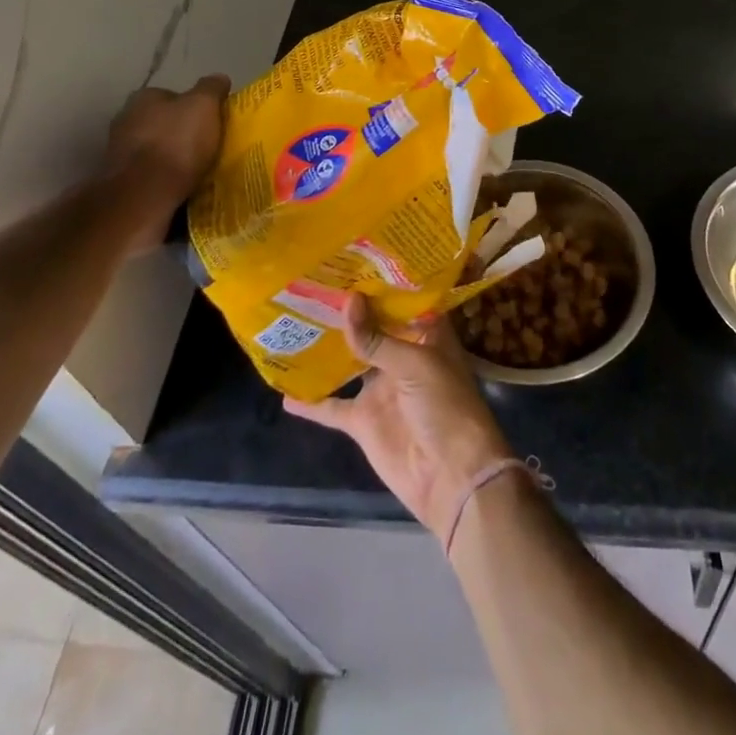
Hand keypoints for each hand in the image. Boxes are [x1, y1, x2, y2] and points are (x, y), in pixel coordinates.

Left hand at [103, 74, 229, 203]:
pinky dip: (161, 177)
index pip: (173, 95)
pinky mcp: (119, 180)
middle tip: (205, 145)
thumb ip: (211, 89)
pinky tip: (178, 186)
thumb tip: (219, 77)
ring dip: (169, 155)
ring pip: (153, 148)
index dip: (194, 107)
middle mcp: (125, 119)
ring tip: (194, 169)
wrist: (143, 194)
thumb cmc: (176, 143)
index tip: (211, 122)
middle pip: (161, 122)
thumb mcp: (204, 106)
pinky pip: (148, 173)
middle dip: (179, 131)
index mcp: (144, 97)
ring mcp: (118, 151)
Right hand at [285, 295, 514, 538]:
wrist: (452, 477)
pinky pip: (332, 407)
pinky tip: (283, 388)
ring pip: (349, 360)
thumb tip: (348, 300)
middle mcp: (403, 356)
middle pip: (372, 327)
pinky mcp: (364, 420)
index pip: (403, 300)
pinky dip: (310, 401)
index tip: (354, 256)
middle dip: (349, 308)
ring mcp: (381, 388)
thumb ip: (377, 337)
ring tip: (295, 319)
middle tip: (315, 279)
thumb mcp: (415, 364)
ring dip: (327, 346)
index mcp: (425, 336)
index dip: (382, 281)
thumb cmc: (446, 407)